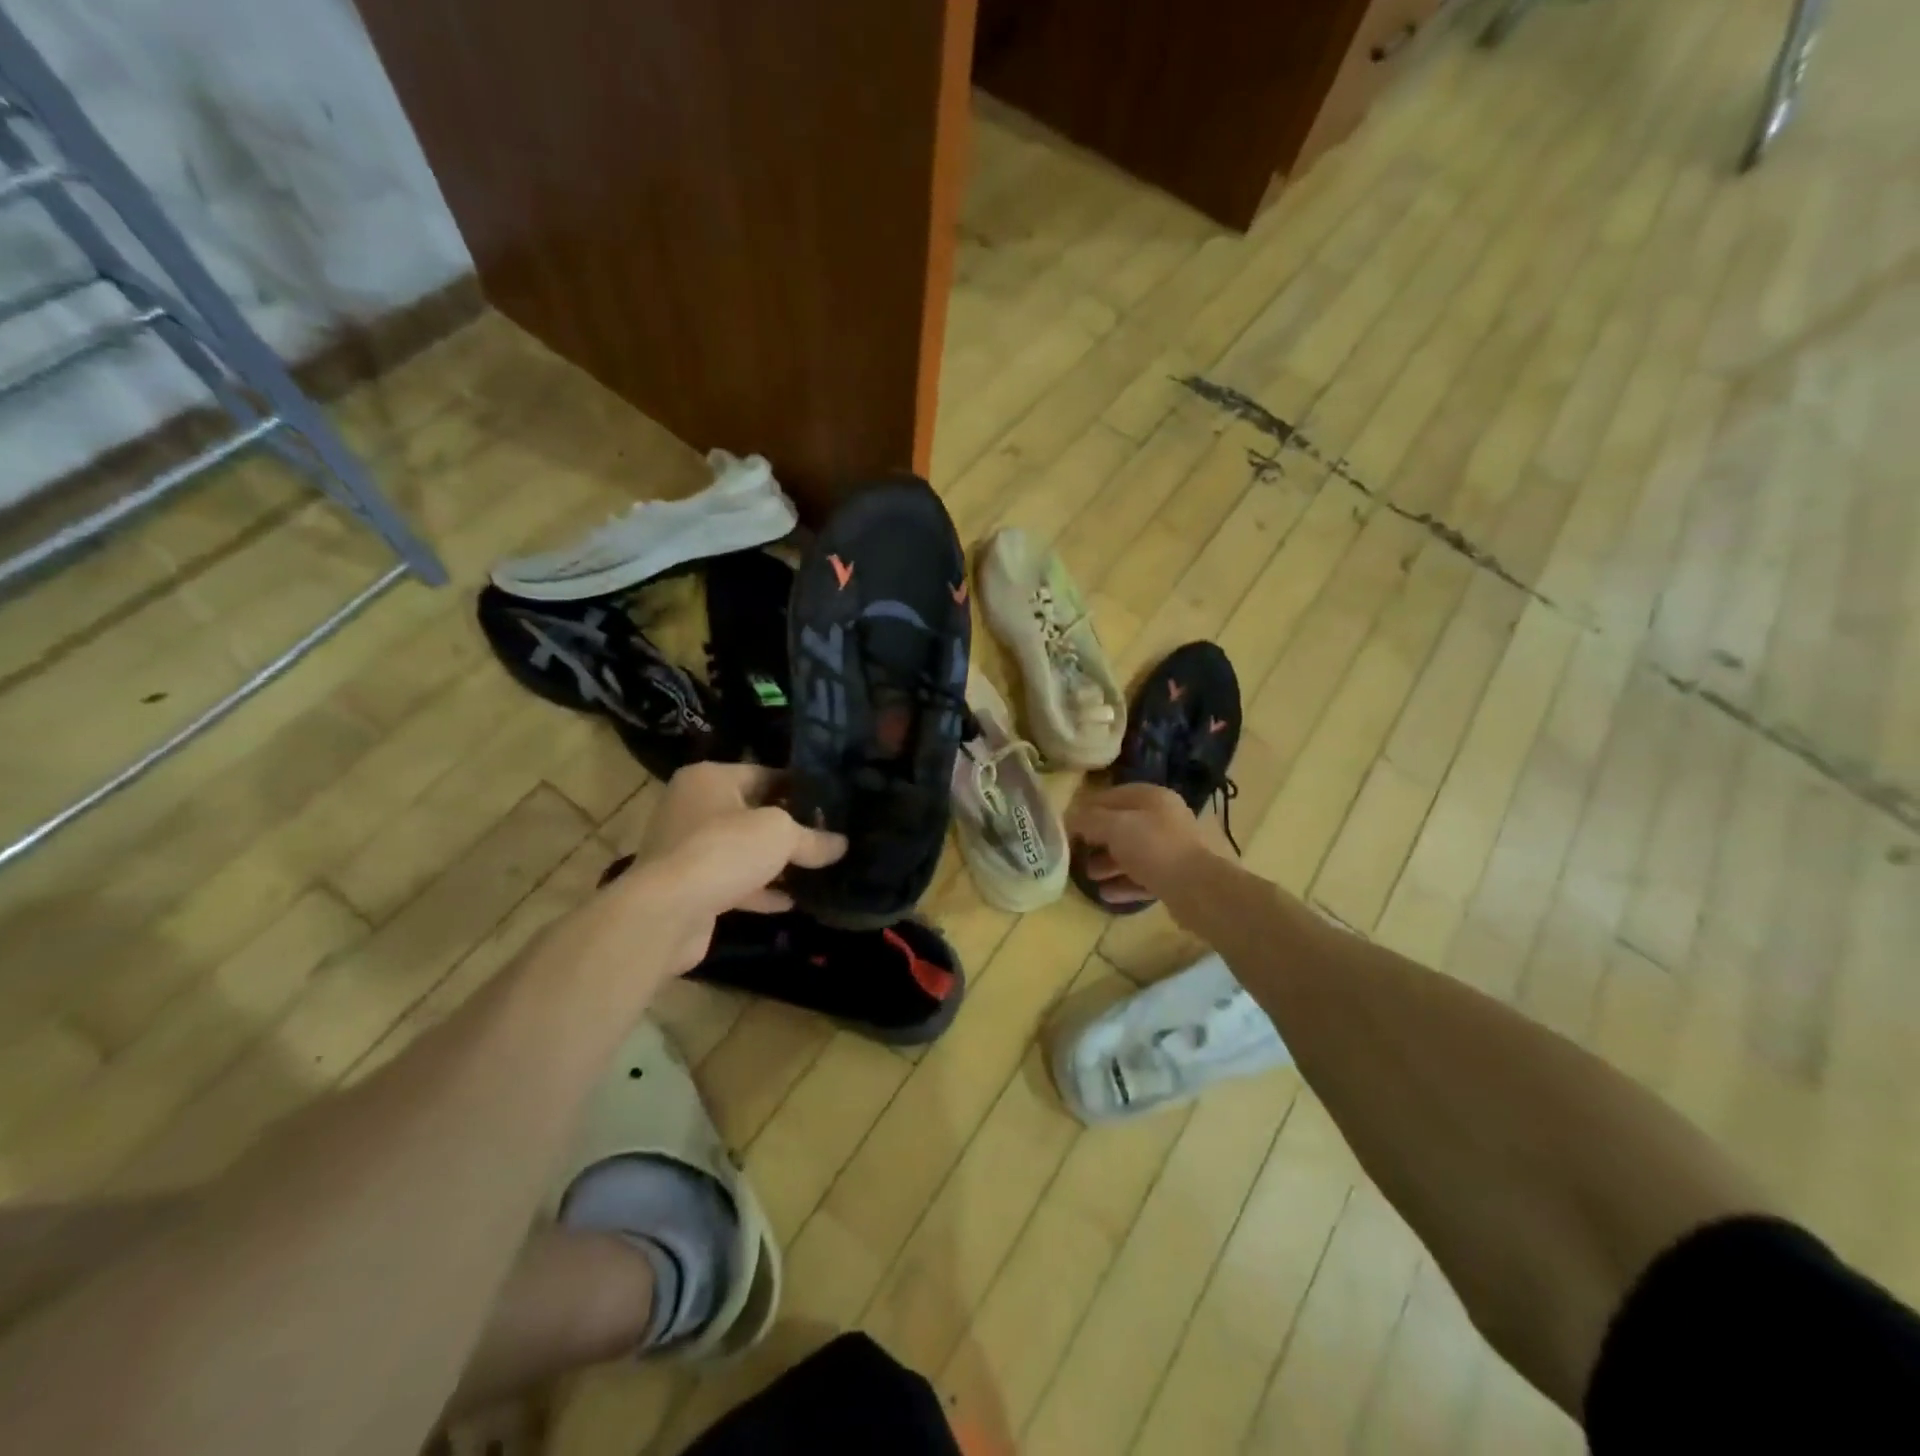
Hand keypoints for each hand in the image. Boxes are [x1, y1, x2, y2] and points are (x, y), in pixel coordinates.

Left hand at [597, 763, 845, 972]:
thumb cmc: (723, 850)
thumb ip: (813, 838)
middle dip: (789, 827)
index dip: (799, 787)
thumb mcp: (780, 834)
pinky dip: (760, 890)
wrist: (666, 912)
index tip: (830, 802)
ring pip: (742, 850)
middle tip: (829, 835)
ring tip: (817, 869)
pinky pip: (733, 881)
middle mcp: (693, 807)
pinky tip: (791, 901)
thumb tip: (841, 845)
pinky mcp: (688, 887)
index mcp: (709, 779)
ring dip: (775, 862)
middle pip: (752, 812)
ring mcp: (687, 849)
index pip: (764, 774)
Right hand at [1066, 782, 1213, 905]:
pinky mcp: (1176, 877)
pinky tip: (1106, 894)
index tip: (1066, 826)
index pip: (1112, 796)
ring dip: (1108, 863)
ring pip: (1132, 853)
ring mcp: (1172, 849)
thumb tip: (1069, 818)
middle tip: (1076, 853)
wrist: (1197, 889)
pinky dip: (1124, 883)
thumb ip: (1088, 820)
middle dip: (1097, 840)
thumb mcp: (1114, 827)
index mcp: (1153, 798)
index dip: (1086, 809)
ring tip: (1088, 876)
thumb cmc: (1153, 847)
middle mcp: (1164, 819)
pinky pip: (1143, 877)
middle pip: (1122, 826)